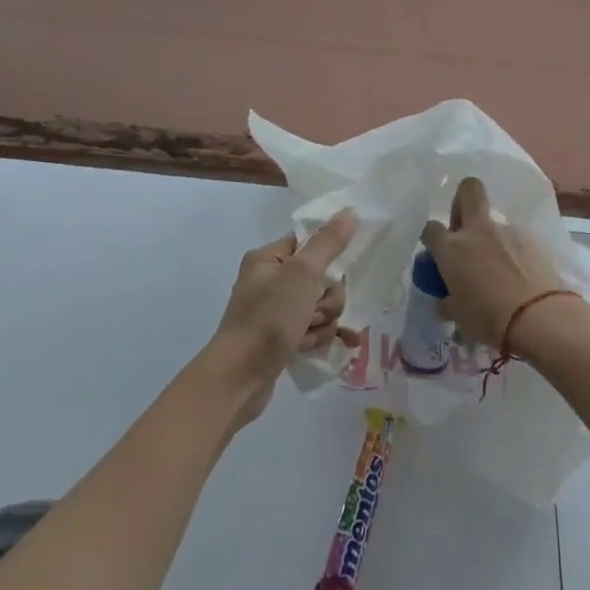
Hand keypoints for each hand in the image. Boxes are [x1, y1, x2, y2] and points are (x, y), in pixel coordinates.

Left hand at [205, 210, 359, 423]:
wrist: (239, 378)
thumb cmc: (268, 319)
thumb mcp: (302, 275)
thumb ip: (328, 243)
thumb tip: (349, 211)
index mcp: (268, 259)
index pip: (309, 244)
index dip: (326, 259)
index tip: (329, 276)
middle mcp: (269, 281)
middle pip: (320, 278)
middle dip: (326, 299)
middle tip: (313, 312)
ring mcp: (274, 312)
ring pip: (320, 306)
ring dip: (323, 322)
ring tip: (308, 336)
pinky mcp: (280, 338)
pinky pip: (313, 329)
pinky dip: (321, 337)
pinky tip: (333, 346)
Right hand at [421, 178, 561, 347]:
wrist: (539, 317)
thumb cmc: (489, 318)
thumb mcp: (459, 315)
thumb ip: (447, 302)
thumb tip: (443, 302)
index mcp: (451, 247)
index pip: (430, 228)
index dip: (432, 238)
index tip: (437, 253)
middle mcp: (478, 230)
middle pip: (468, 190)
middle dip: (462, 201)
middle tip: (464, 228)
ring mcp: (508, 231)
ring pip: (494, 221)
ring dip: (491, 237)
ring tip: (499, 268)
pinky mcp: (533, 240)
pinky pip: (516, 239)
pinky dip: (513, 251)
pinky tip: (519, 275)